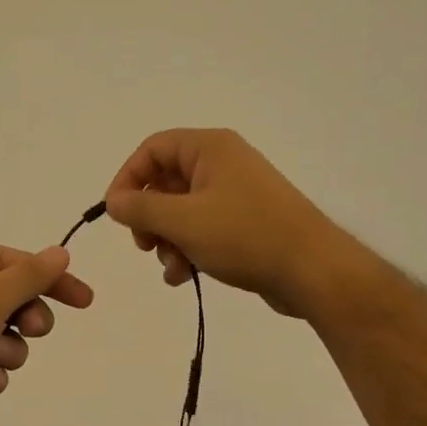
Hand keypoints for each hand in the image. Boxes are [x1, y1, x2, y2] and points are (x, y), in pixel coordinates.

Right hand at [104, 129, 347, 317]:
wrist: (313, 270)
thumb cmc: (245, 235)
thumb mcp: (183, 221)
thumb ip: (141, 209)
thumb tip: (113, 201)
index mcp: (210, 148)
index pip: (152, 150)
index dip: (127, 178)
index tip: (115, 214)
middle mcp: (223, 164)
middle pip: (165, 182)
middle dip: (149, 218)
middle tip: (145, 245)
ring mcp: (235, 195)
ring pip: (181, 211)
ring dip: (167, 241)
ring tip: (172, 268)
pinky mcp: (244, 224)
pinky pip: (202, 230)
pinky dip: (187, 250)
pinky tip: (184, 277)